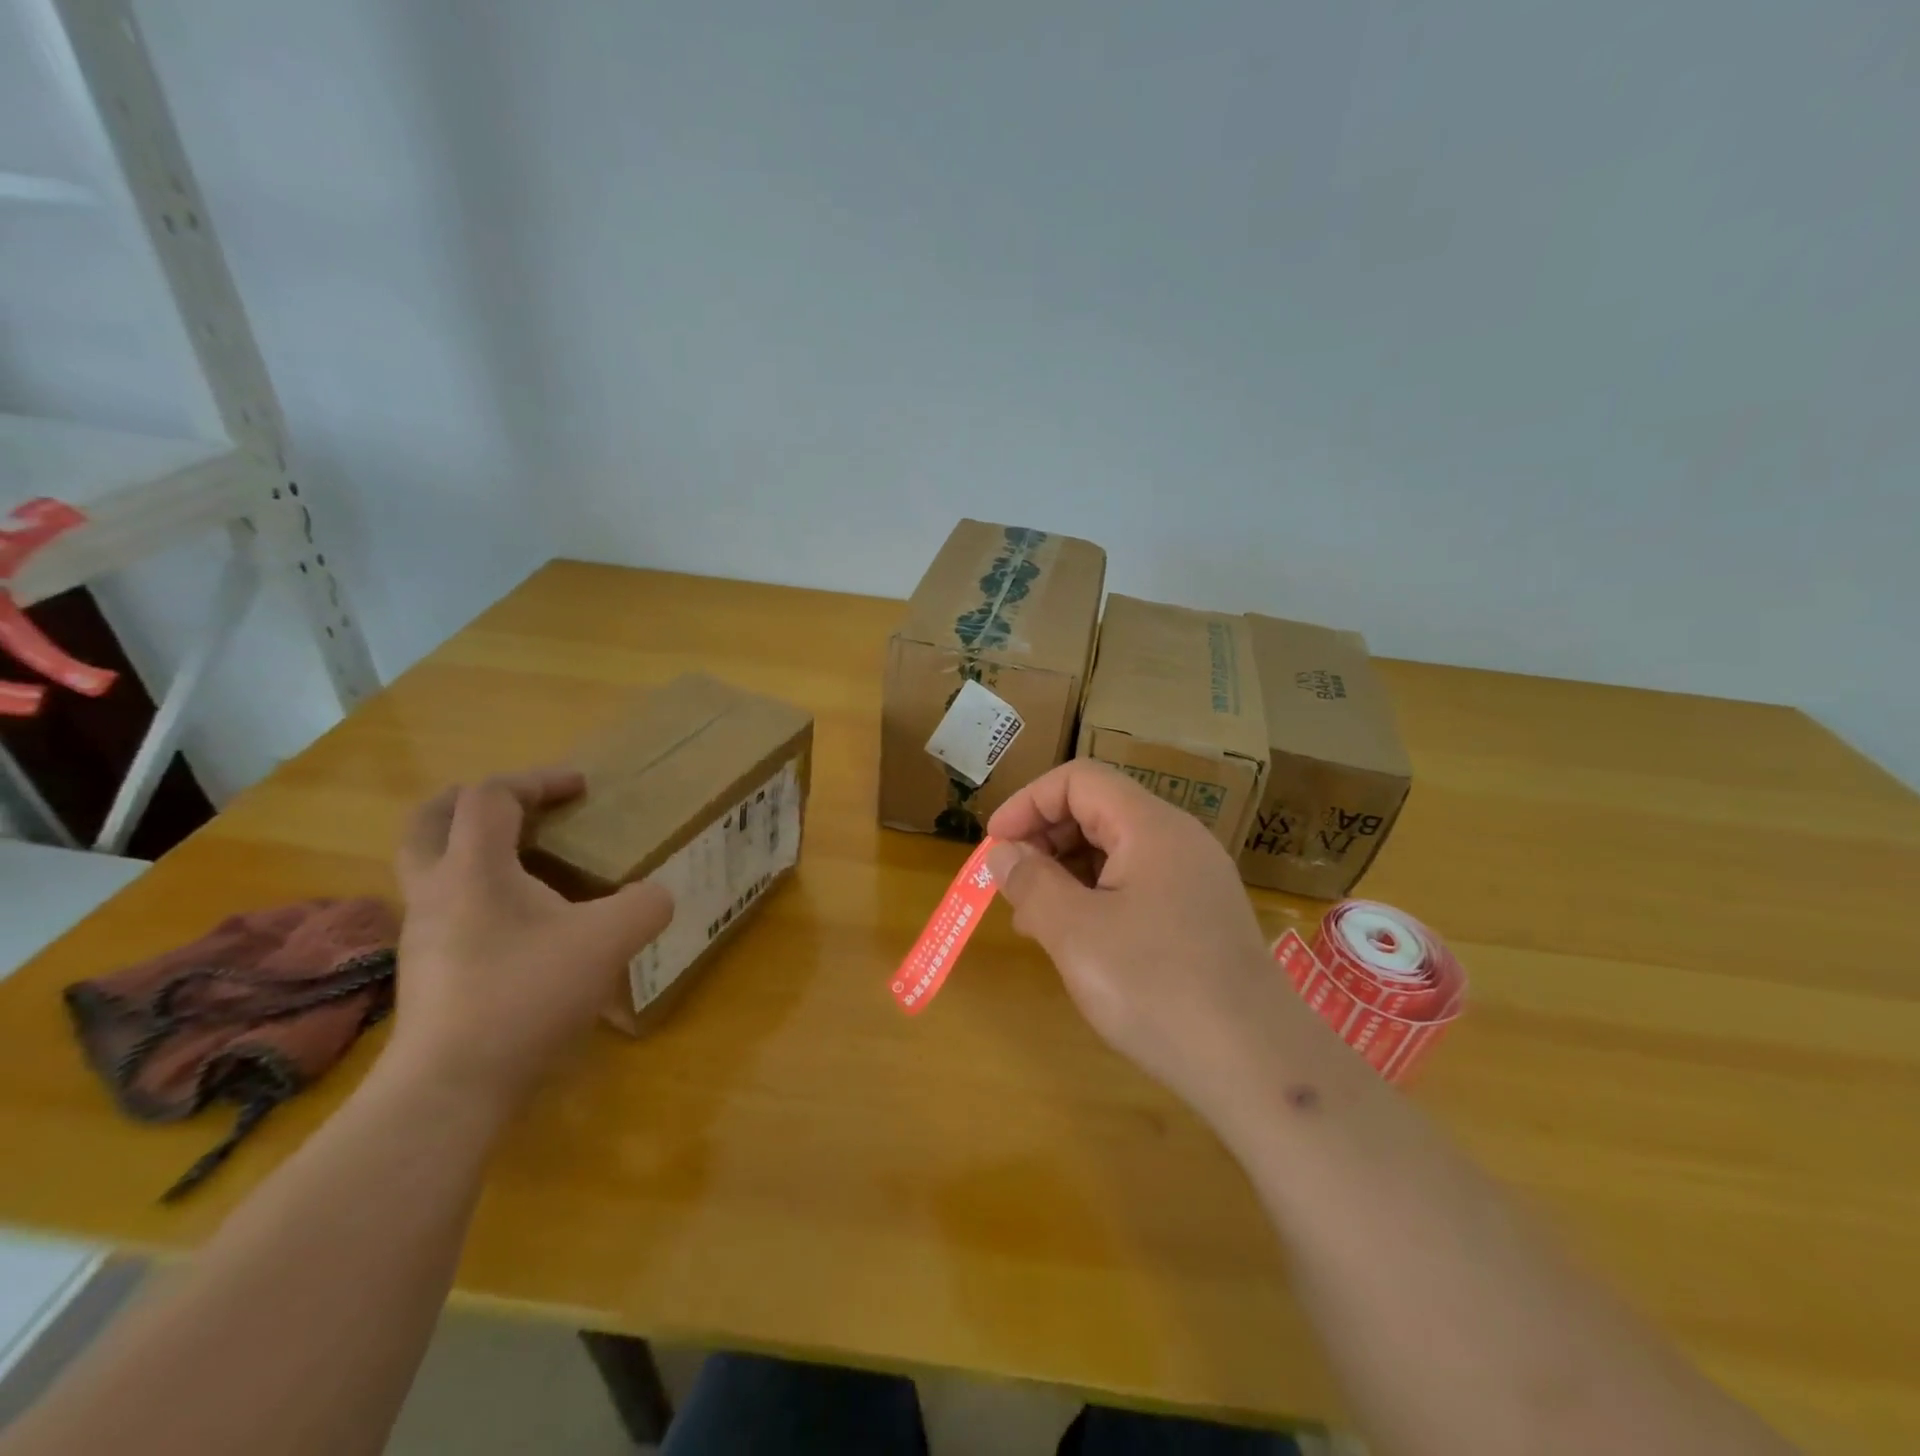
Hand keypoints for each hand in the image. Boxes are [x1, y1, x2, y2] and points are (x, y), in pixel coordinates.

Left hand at [390, 768, 673, 1108]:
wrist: (449, 1089)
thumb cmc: (525, 996)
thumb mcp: (608, 942)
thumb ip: (646, 905)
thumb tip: (656, 895)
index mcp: (473, 868)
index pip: (491, 796)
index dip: (538, 780)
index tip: (582, 789)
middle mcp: (436, 891)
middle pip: (431, 820)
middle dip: (476, 800)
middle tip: (522, 806)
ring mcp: (423, 934)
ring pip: (432, 866)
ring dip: (474, 847)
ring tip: (528, 862)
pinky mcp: (427, 971)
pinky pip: (446, 908)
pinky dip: (479, 892)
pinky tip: (522, 923)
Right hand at [985, 761, 1310, 1128]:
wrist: (1258, 1065)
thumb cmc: (1156, 988)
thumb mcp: (1076, 933)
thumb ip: (1032, 883)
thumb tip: (1003, 854)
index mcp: (1150, 826)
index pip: (1078, 780)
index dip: (1028, 803)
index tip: (995, 846)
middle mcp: (1178, 839)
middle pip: (1098, 810)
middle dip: (1044, 838)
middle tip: (1010, 885)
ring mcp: (1195, 878)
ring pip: (1116, 850)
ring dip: (1067, 871)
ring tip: (1034, 918)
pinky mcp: (1201, 915)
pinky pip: (1137, 884)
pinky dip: (1097, 897)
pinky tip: (1078, 939)